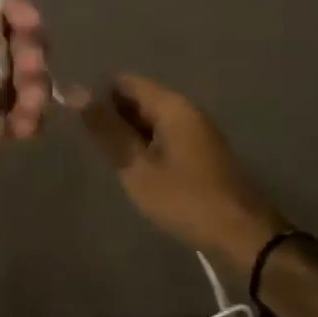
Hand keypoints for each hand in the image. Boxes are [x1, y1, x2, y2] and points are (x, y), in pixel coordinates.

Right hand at [77, 73, 288, 266]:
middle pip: (138, 99)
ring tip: (110, 162)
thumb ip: (107, 130)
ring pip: (150, 121)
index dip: (98, 97)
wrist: (242, 235)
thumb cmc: (185, 198)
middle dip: (112, 118)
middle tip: (91, 148)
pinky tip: (135, 172)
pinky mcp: (200, 152)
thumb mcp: (137, 166)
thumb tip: (75, 92)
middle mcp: (186, 110)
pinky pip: (164, 138)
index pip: (124, 81)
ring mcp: (196, 131)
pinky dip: (145, 149)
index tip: (78, 123)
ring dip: (128, 137)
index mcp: (172, 105)